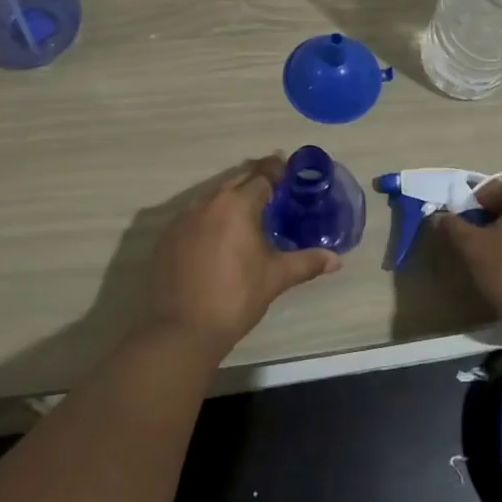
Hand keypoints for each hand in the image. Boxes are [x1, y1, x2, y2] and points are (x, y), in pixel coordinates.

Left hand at [141, 154, 341, 356]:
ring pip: (211, 198)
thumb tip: (335, 259)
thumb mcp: (275, 278)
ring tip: (245, 214)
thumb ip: (306, 263)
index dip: (276, 171)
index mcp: (236, 205)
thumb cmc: (235, 297)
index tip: (288, 171)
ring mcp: (181, 219)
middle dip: (254, 181)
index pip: (262, 176)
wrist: (180, 330)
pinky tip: (216, 238)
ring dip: (229, 200)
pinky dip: (208, 219)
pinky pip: (192, 217)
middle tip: (272, 190)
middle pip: (235, 181)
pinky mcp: (166, 237)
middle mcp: (207, 202)